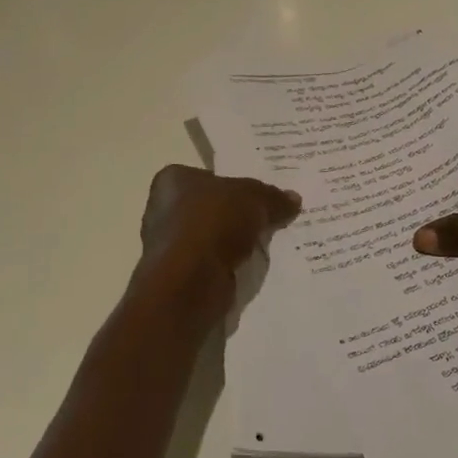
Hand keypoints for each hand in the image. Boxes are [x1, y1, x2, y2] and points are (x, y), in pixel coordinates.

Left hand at [132, 165, 301, 328]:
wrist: (190, 281)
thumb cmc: (213, 222)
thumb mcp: (253, 198)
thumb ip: (272, 197)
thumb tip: (293, 198)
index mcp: (172, 180)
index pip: (209, 176)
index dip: (235, 183)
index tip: (260, 195)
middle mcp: (163, 209)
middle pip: (212, 207)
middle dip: (238, 215)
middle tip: (271, 217)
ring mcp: (170, 245)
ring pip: (214, 238)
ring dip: (236, 243)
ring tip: (269, 244)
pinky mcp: (180, 276)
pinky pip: (214, 263)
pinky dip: (231, 265)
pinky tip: (254, 267)